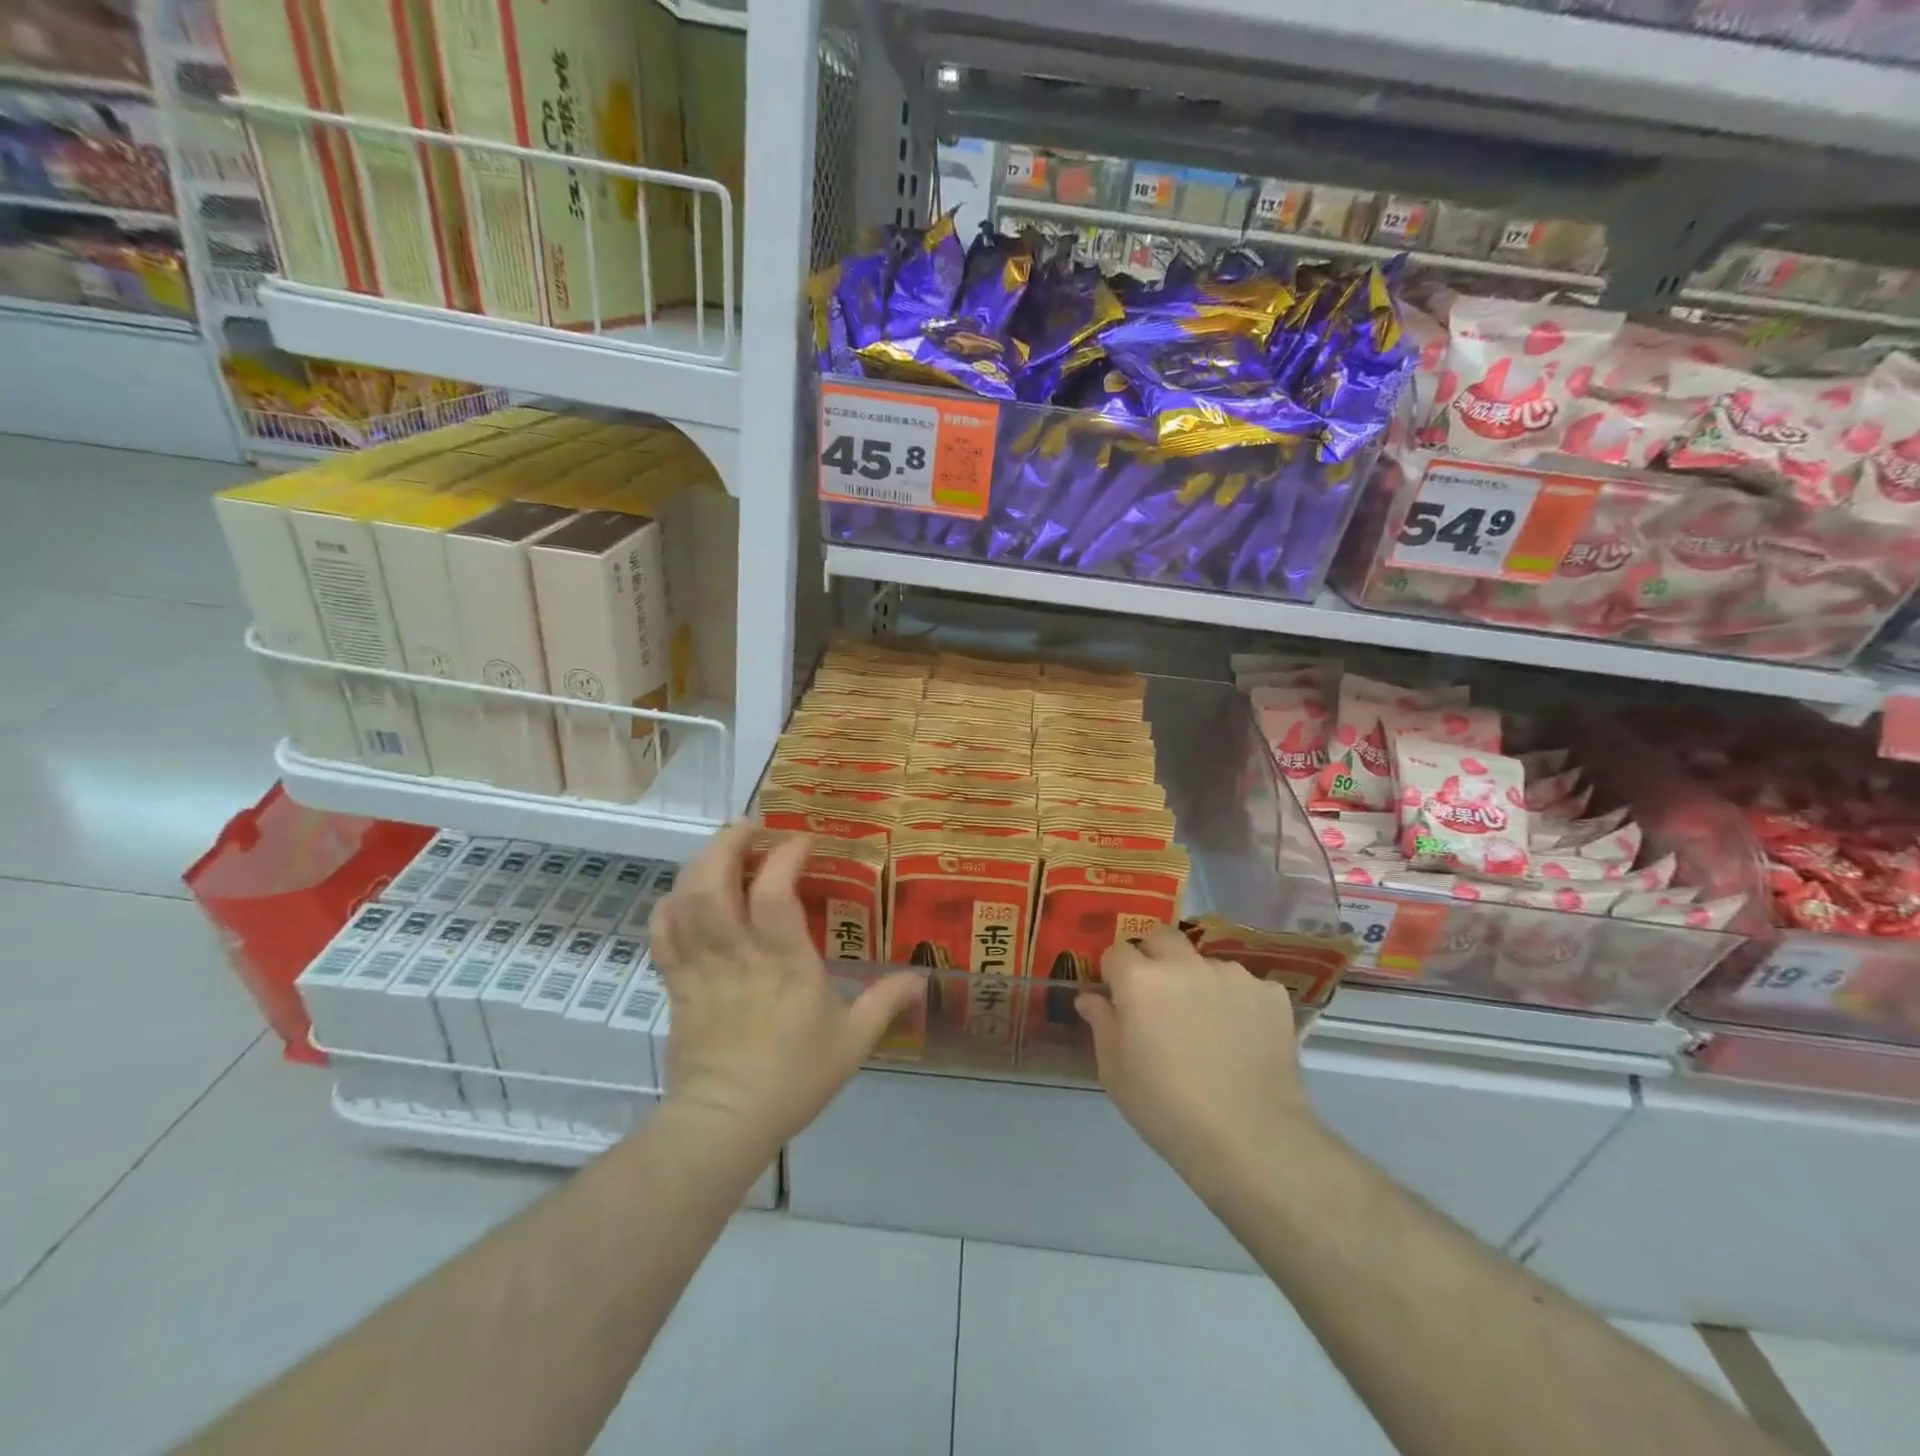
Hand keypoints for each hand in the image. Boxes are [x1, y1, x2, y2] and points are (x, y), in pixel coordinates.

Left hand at [648, 823, 919, 1159]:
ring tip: (722, 850)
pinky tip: (684, 894)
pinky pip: (663, 935)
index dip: (785, 856)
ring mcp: (701, 967)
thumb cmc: (793, 1078)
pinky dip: (669, 906)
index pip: (774, 893)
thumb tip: (922, 977)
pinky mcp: (676, 984)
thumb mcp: (852, 1042)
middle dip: (729, 844)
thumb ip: (885, 1002)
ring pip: (685, 901)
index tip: (802, 841)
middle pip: (714, 883)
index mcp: (783, 963)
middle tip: (751, 827)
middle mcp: (737, 954)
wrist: (725, 1123)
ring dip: (700, 864)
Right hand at [1076, 927, 1314, 1187]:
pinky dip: (1239, 1003)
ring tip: (1208, 1026)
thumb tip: (1090, 997)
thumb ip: (1101, 1024)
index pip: (1117, 952)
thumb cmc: (1166, 1107)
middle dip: (1154, 956)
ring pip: (1205, 963)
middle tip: (1159, 996)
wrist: (1250, 1137)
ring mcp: (1231, 975)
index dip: (1115, 974)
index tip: (1120, 999)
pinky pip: (1246, 986)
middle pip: (1162, 938)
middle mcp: (1184, 964)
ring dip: (1199, 982)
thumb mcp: (1116, 1072)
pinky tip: (1243, 1038)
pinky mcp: (1270, 993)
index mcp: (1139, 979)